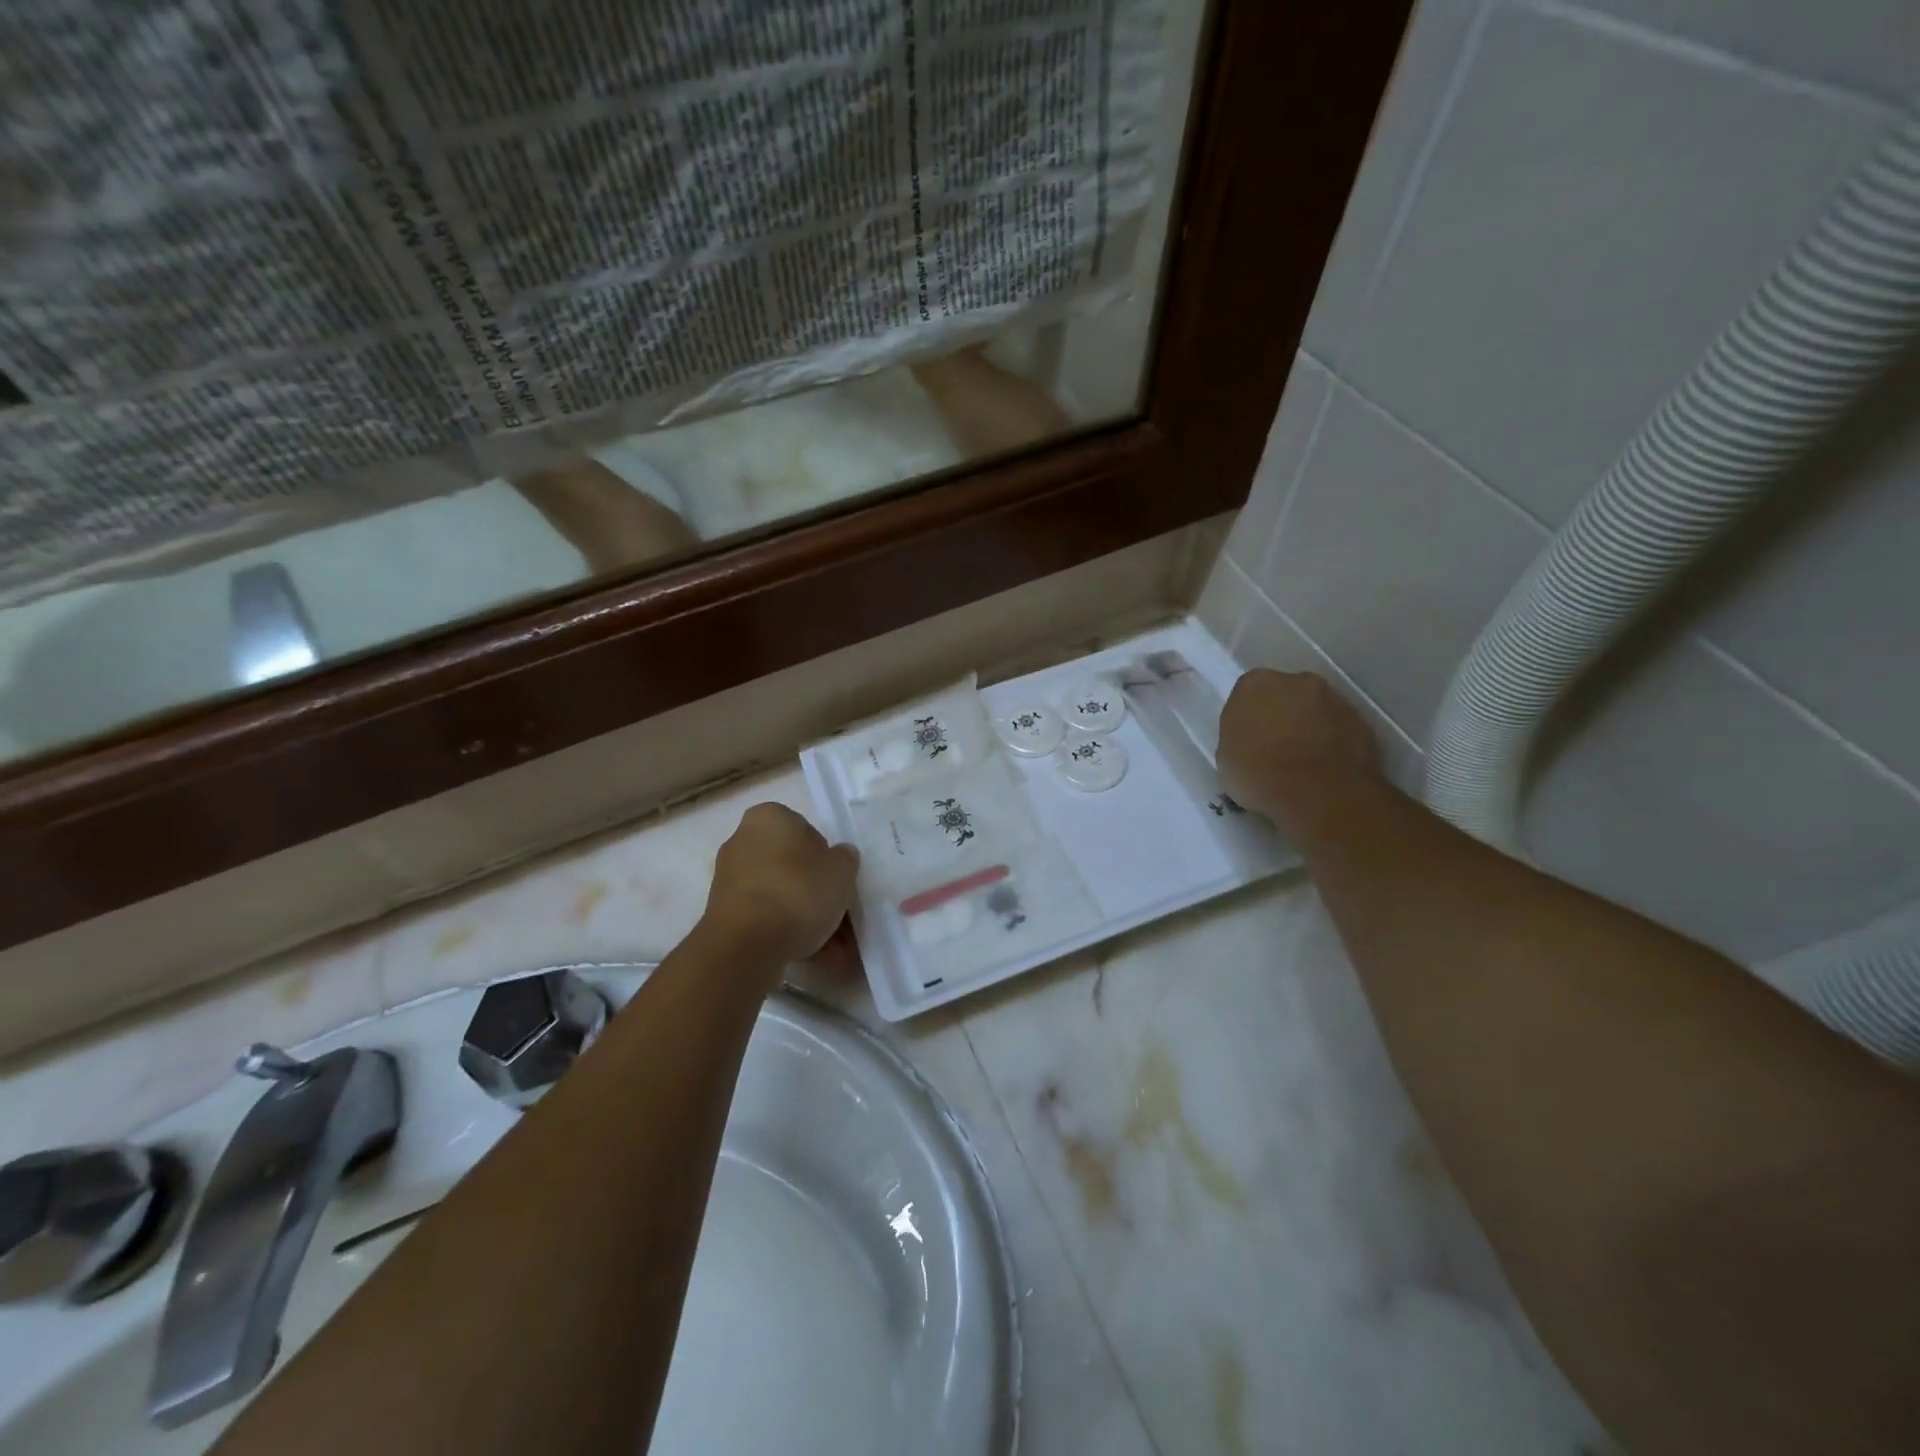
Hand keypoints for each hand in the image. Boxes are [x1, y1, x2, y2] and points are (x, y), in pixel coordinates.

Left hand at [703, 804, 859, 971]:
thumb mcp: (842, 870)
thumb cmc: (798, 892)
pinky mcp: (723, 912)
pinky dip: (786, 930)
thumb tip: (838, 856)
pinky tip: (810, 952)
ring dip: (805, 916)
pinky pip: (765, 916)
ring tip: (832, 947)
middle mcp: (743, 840)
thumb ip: (845, 858)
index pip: (807, 832)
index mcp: (769, 817)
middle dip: (816, 891)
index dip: (827, 858)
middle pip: (792, 865)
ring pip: (781, 894)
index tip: (839, 882)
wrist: (746, 944)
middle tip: (840, 917)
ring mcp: (730, 878)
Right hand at [1217, 670, 1381, 830]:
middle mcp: (1296, 680)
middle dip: (1282, 715)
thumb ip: (1239, 736)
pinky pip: (1339, 729)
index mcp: (1255, 683)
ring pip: (1316, 710)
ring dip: (1310, 728)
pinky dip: (1333, 743)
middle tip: (1275, 748)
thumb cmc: (1258, 772)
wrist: (1317, 791)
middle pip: (1286, 694)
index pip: (1247, 693)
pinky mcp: (1361, 721)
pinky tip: (1325, 769)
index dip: (1248, 718)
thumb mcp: (1226, 756)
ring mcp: (1334, 698)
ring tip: (1303, 763)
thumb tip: (1252, 739)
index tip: (1248, 740)